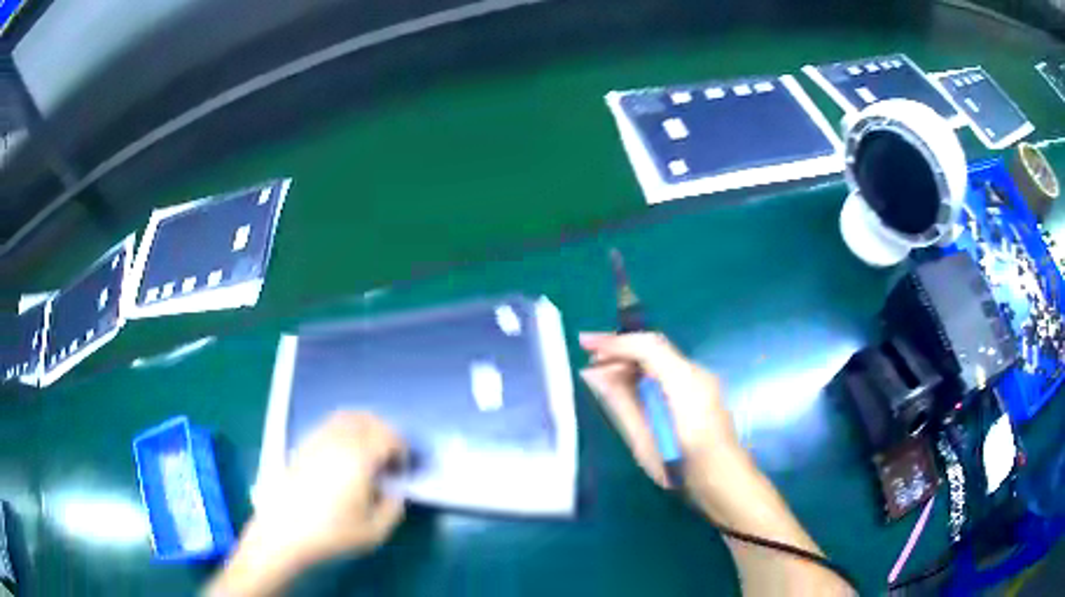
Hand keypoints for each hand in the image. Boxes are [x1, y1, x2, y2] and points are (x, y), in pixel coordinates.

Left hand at [208, 412, 405, 596]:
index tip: (402, 469)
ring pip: (347, 417)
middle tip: (390, 457)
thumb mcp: (375, 531)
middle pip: (368, 419)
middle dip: (386, 433)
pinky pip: (329, 425)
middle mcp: (338, 440)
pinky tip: (344, 455)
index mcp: (359, 458)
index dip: (401, 449)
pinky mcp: (303, 445)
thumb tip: (394, 489)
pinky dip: (344, 430)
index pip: (389, 436)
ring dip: (364, 428)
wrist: (285, 533)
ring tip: (369, 453)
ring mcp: (317, 439)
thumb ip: (393, 507)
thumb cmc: (332, 534)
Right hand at [579, 332, 740, 488]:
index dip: (614, 342)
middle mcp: (696, 373)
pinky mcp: (701, 391)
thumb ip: (621, 403)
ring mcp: (702, 381)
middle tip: (589, 361)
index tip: (584, 343)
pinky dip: (644, 372)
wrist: (724, 482)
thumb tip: (595, 375)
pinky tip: (628, 385)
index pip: (647, 346)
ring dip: (631, 361)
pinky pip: (667, 371)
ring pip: (660, 358)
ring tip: (602, 374)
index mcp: (685, 382)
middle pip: (654, 347)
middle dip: (620, 350)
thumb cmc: (682, 467)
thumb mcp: (645, 440)